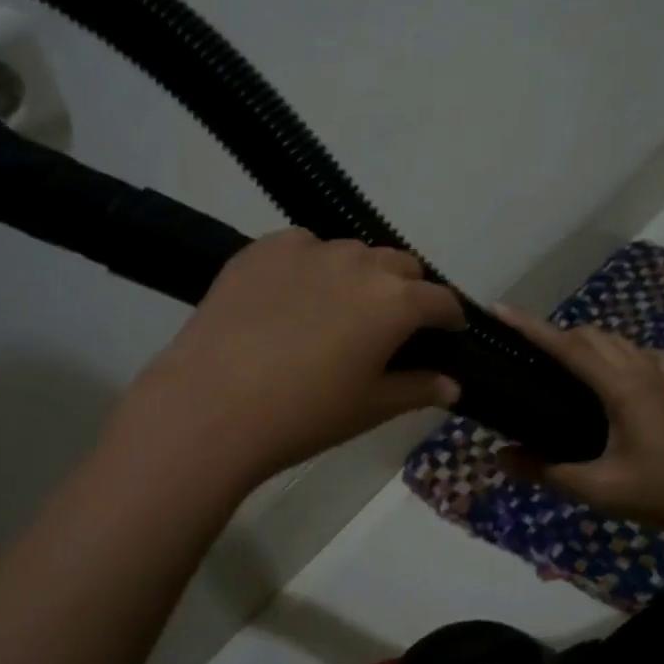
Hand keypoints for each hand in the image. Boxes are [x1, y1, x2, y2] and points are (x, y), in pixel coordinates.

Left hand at [110, 230, 465, 491]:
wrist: (211, 406)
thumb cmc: (303, 415)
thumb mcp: (370, 408)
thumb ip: (418, 389)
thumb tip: (453, 384)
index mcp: (395, 301)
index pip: (440, 299)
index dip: (449, 317)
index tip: (447, 333)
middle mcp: (359, 262)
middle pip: (400, 265)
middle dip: (407, 290)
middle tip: (391, 325)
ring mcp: (308, 249)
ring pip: (352, 253)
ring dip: (359, 276)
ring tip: (338, 309)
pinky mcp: (263, 248)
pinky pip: (303, 247)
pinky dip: (312, 266)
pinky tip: (292, 297)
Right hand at [493, 306, 663, 537]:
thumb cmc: (661, 494)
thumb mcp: (598, 488)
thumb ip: (546, 471)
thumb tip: (500, 459)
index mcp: (622, 388)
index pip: (569, 347)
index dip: (531, 327)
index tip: (501, 310)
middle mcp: (643, 371)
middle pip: (592, 336)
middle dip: (555, 334)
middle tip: (524, 349)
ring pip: (619, 340)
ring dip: (588, 340)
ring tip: (562, 360)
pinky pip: (645, 354)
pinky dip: (622, 352)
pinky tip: (617, 372)